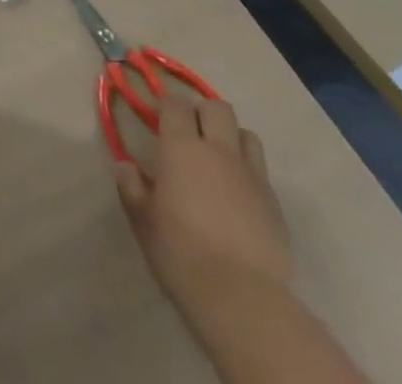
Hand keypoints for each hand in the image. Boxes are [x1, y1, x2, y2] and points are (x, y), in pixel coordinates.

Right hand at [115, 92, 292, 321]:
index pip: (176, 103)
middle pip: (218, 108)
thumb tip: (125, 166)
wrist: (241, 298)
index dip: (167, 106)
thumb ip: (131, 186)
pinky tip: (238, 198)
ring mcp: (252, 177)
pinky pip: (262, 173)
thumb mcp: (142, 218)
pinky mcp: (275, 205)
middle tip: (190, 136)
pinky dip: (249, 174)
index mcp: (181, 147)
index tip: (159, 121)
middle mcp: (219, 151)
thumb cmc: (180, 251)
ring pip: (247, 135)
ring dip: (232, 139)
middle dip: (203, 113)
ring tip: (219, 161)